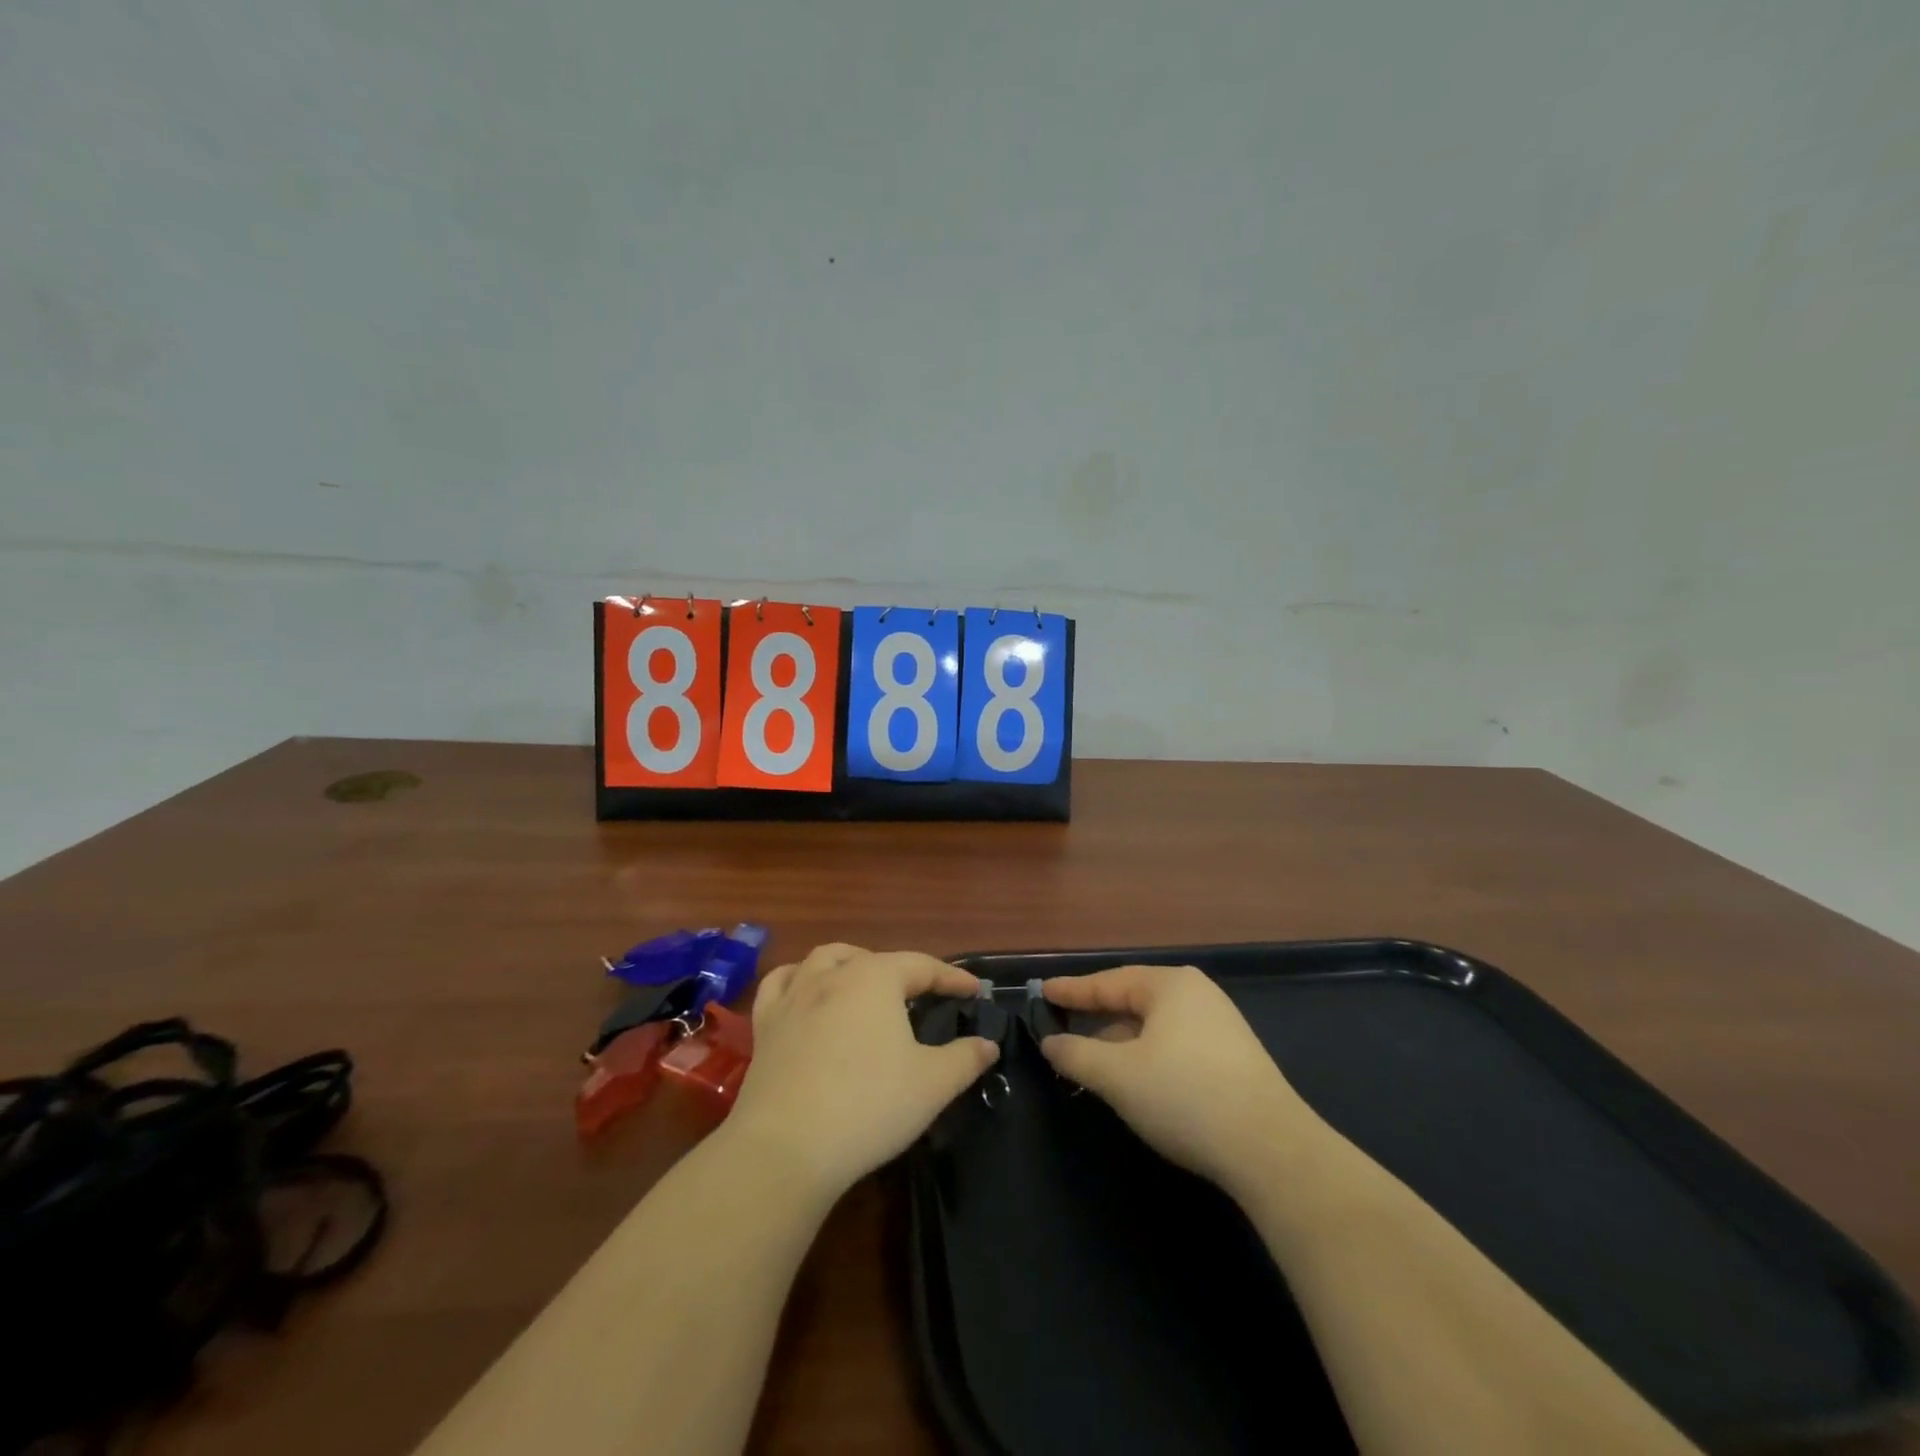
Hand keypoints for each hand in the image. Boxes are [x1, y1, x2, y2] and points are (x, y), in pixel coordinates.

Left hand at [728, 944, 998, 1196]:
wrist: (786, 1148)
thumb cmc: (868, 1106)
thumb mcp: (932, 1085)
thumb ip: (965, 1059)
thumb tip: (988, 1044)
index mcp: (875, 978)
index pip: (923, 966)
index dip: (952, 978)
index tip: (974, 991)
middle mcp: (832, 975)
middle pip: (874, 959)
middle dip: (902, 971)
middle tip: (922, 997)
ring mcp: (793, 997)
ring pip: (824, 959)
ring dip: (850, 963)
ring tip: (865, 983)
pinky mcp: (766, 1025)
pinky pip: (780, 985)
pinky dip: (798, 979)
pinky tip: (805, 993)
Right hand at [1041, 965, 1328, 1193]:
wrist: (1272, 1150)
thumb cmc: (1185, 1096)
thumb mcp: (1118, 1076)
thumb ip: (1076, 1055)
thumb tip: (1051, 1043)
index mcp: (1170, 985)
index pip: (1108, 982)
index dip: (1072, 990)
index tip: (1042, 991)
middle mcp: (1197, 995)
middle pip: (1133, 1000)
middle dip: (1097, 1017)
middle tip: (1062, 1027)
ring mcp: (1220, 1026)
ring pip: (1155, 1026)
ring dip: (1121, 1041)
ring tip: (1093, 1062)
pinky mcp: (1234, 1058)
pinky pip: (1175, 1044)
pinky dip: (1147, 1056)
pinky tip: (1137, 1081)